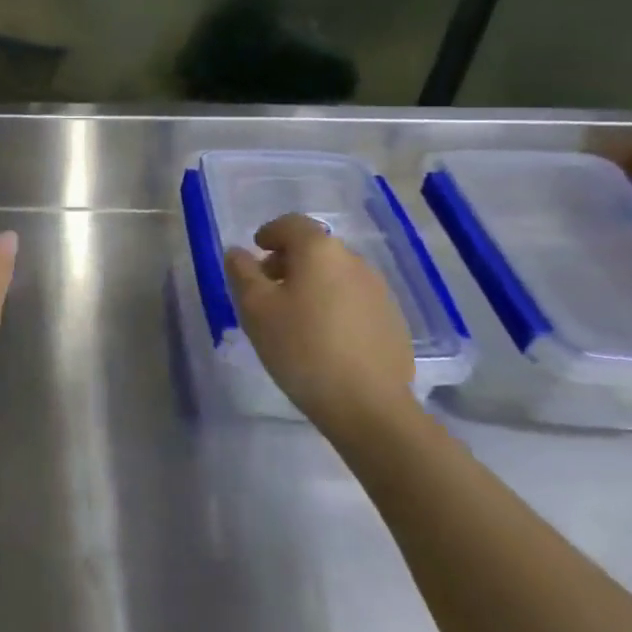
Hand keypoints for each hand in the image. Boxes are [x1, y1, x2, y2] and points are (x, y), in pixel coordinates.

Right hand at [223, 214, 416, 434]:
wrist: (369, 406)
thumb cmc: (302, 348)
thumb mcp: (255, 309)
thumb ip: (241, 273)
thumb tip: (238, 252)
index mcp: (319, 250)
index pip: (291, 224)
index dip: (269, 233)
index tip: (255, 253)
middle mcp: (354, 261)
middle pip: (315, 248)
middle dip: (288, 261)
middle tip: (268, 289)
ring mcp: (379, 291)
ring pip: (336, 274)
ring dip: (312, 284)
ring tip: (294, 317)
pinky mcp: (393, 321)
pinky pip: (354, 300)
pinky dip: (334, 305)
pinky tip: (324, 337)